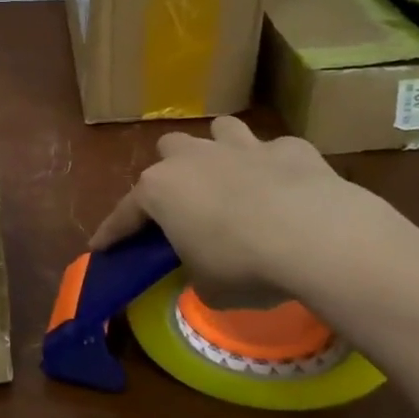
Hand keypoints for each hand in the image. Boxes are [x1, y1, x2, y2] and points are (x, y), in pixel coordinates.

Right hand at [88, 118, 389, 301]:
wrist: (319, 238)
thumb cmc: (245, 265)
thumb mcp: (208, 287)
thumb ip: (196, 273)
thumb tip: (204, 273)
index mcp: (160, 190)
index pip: (125, 213)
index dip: (112, 233)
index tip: (99, 247)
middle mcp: (194, 158)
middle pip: (168, 150)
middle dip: (173, 171)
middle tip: (186, 202)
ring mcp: (243, 146)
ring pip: (219, 130)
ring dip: (220, 151)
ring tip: (232, 176)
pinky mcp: (291, 148)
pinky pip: (275, 151)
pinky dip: (276, 167)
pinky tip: (288, 188)